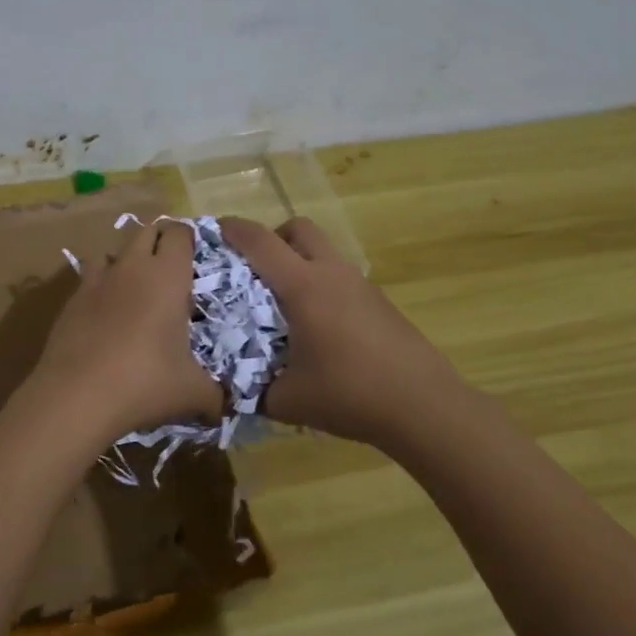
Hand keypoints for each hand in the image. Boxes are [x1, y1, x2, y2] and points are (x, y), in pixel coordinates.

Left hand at [26, 218, 222, 443]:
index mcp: (167, 276)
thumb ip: (215, 395)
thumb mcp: (192, 393)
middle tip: (173, 268)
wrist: (76, 396)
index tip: (198, 257)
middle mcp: (131, 267)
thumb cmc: (144, 383)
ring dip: (128, 259)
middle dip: (160, 240)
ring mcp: (97, 280)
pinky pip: (91, 277)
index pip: (180, 234)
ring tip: (138, 285)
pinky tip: (107, 312)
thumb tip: (227, 407)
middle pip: (146, 230)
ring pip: (114, 250)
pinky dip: (103, 284)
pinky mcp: (71, 299)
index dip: (190, 239)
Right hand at [221, 216, 467, 452]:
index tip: (212, 230)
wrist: (423, 406)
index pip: (260, 241)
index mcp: (303, 287)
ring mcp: (360, 286)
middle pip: (299, 229)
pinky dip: (321, 286)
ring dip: (299, 262)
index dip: (232, 229)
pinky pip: (340, 278)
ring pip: (323, 253)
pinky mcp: (379, 302)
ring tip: (283, 304)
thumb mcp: (286, 400)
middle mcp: (332, 274)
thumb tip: (232, 391)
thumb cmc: (349, 394)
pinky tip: (318, 328)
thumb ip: (252, 390)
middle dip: (272, 238)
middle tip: (254, 269)